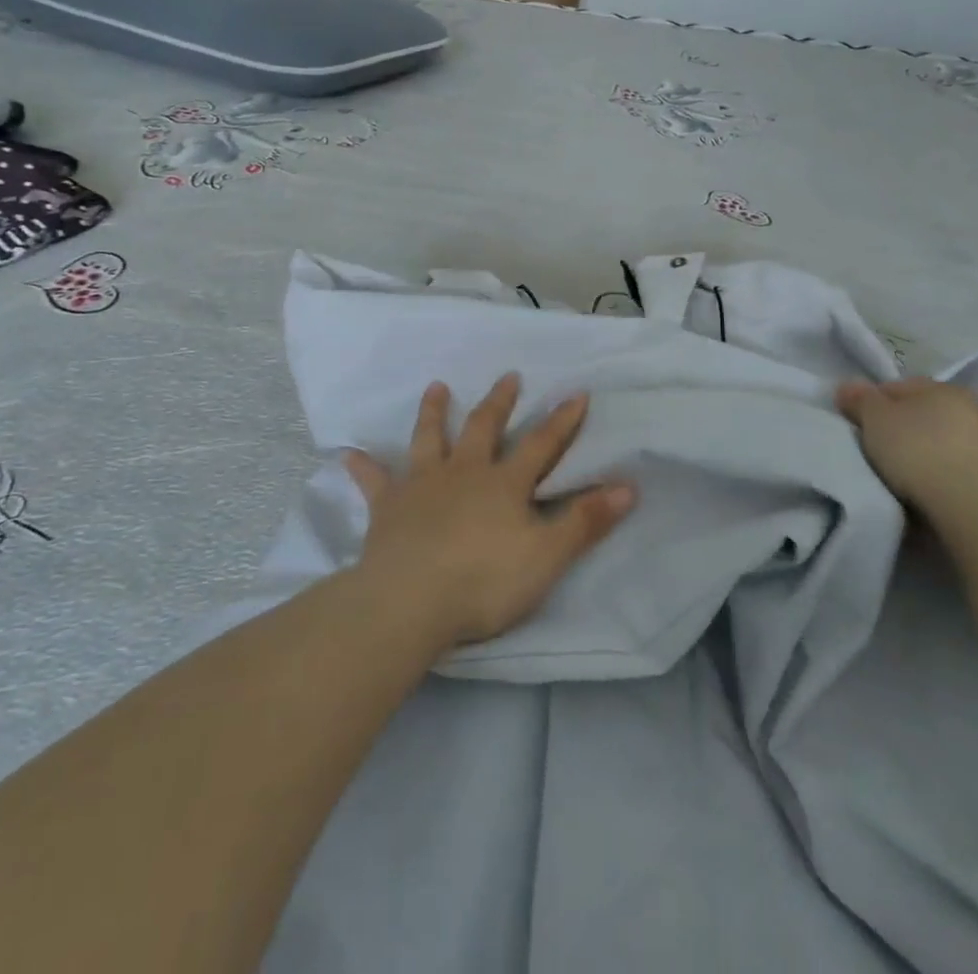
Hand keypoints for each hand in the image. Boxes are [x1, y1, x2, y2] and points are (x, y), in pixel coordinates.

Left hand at [343, 374, 636, 649]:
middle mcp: (464, 472)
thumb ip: (586, 521)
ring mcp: (422, 485)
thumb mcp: (547, 556)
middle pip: (483, 428)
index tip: (577, 393)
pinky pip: (373, 482)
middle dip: (499, 402)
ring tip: (436, 386)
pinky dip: (363, 466)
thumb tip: (629, 486)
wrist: (410, 601)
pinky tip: (348, 453)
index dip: (562, 421)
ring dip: (433, 412)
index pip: (542, 445)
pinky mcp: (388, 507)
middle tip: (508, 376)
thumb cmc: (484, 581)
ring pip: (429, 439)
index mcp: (504, 484)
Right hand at [836, 378, 977, 522]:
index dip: (871, 404)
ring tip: (900, 478)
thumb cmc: (919, 451)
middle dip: (899, 430)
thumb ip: (859, 400)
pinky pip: (955, 471)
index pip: (897, 387)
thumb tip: (848, 387)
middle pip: (921, 415)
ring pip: (941, 444)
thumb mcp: (875, 419)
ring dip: (922, 456)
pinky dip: (940, 478)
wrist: (976, 507)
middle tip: (876, 452)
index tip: (857, 427)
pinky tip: (926, 494)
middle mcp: (972, 408)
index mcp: (943, 386)